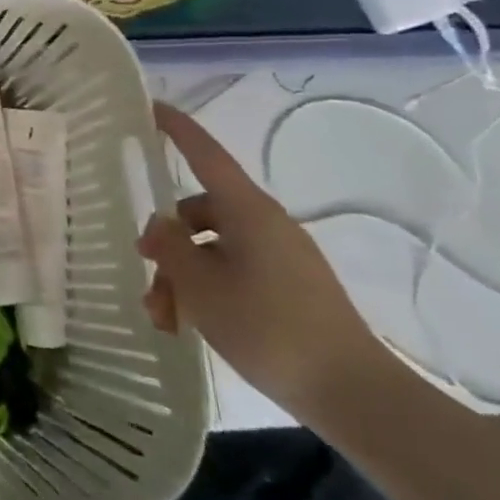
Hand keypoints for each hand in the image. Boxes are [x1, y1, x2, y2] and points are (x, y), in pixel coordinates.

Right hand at [140, 101, 397, 422]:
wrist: (352, 393)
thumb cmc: (268, 327)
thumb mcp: (200, 287)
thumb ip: (170, 247)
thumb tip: (158, 224)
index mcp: (247, 211)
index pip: (205, 155)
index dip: (177, 128)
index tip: (150, 106)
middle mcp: (265, 224)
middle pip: (200, 213)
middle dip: (167, 243)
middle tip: (147, 276)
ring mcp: (281, 256)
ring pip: (213, 249)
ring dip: (183, 277)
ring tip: (166, 319)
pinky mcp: (289, 287)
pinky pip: (234, 272)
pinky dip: (207, 291)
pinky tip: (191, 326)